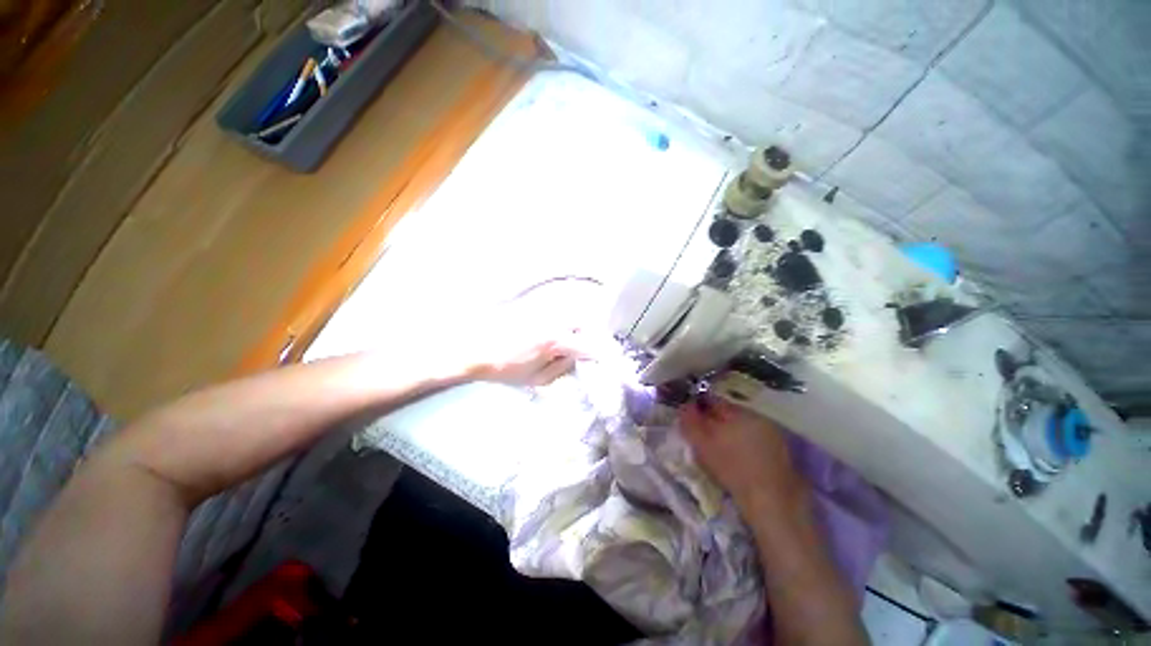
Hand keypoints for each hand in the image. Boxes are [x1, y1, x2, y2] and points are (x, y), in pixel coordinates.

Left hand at [457, 302, 591, 386]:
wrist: (475, 348)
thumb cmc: (505, 369)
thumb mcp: (537, 379)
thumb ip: (562, 369)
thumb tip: (578, 359)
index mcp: (555, 341)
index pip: (589, 345)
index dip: (603, 353)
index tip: (610, 359)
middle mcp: (555, 320)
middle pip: (586, 321)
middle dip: (594, 335)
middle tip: (591, 348)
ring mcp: (545, 311)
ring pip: (573, 312)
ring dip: (581, 326)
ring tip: (576, 340)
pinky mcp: (535, 306)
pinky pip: (559, 309)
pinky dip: (566, 319)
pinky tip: (560, 330)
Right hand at [680, 396, 805, 513]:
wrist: (771, 501)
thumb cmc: (732, 468)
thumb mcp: (702, 444)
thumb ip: (690, 422)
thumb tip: (684, 406)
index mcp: (739, 412)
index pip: (714, 400)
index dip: (699, 406)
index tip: (690, 417)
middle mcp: (758, 417)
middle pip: (730, 413)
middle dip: (715, 420)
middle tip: (702, 435)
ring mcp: (774, 435)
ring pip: (744, 426)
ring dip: (731, 432)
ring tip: (720, 449)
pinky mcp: (783, 453)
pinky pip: (756, 441)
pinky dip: (746, 445)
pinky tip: (740, 460)